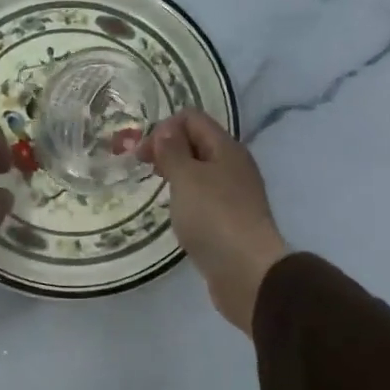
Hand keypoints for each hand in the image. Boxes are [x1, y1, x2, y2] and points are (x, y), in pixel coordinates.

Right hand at [145, 110, 289, 332]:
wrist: (247, 271)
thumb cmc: (213, 217)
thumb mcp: (186, 178)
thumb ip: (172, 151)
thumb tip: (166, 130)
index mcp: (226, 148)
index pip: (192, 118)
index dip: (164, 128)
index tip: (142, 154)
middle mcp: (233, 165)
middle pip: (197, 142)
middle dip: (168, 149)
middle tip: (144, 169)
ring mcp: (234, 194)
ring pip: (200, 171)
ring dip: (176, 174)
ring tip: (158, 190)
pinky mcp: (230, 220)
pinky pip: (204, 196)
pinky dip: (186, 197)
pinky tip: (176, 213)